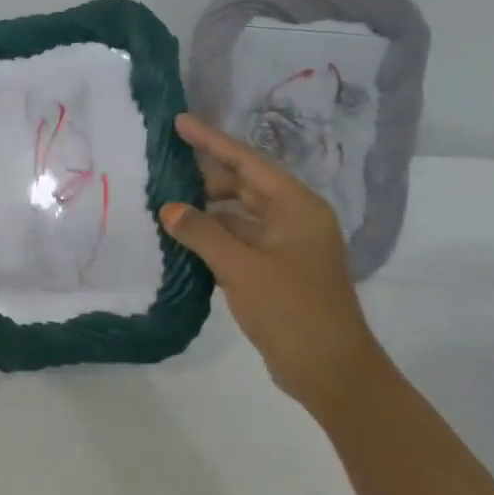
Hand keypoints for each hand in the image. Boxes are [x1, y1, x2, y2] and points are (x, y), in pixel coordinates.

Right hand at [162, 113, 389, 414]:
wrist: (330, 371)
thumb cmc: (292, 310)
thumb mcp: (241, 268)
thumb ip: (202, 233)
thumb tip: (168, 209)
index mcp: (296, 207)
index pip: (247, 162)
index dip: (212, 140)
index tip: (180, 122)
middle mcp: (293, 219)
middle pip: (243, 185)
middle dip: (204, 176)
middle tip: (163, 166)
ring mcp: (285, 245)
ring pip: (238, 214)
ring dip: (205, 209)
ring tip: (164, 200)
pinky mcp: (275, 269)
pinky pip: (239, 240)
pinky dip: (212, 236)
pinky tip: (182, 236)